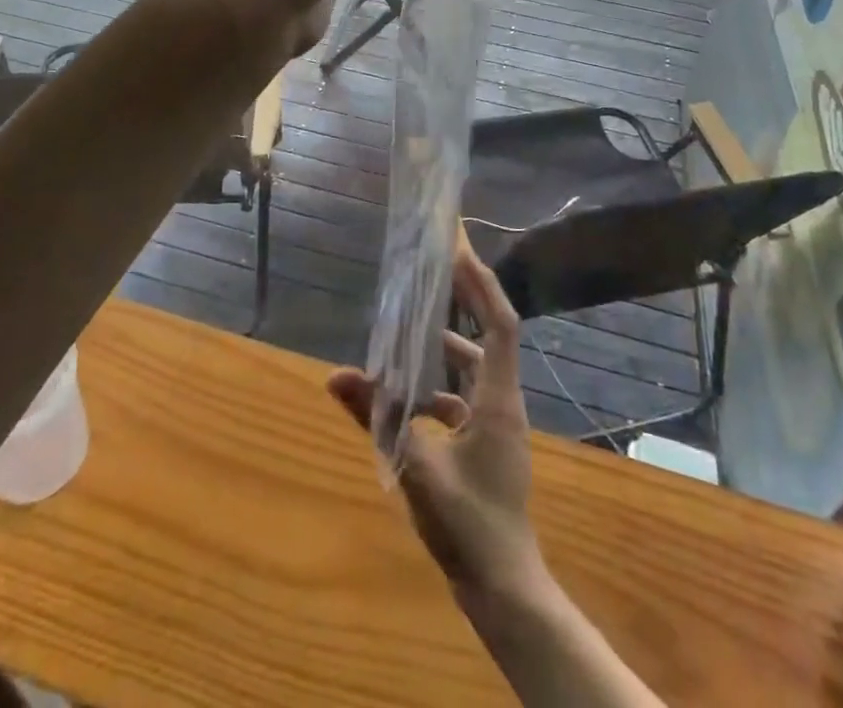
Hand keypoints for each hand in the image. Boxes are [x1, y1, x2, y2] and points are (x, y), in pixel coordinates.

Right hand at [327, 239, 546, 608]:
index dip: (482, 286)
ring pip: (476, 366)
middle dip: (467, 299)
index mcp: (497, 400)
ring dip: (449, 343)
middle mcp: (503, 402)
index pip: (500, 324)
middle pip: (491, 334)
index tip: (459, 253)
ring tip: (414, 324)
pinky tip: (408, 396)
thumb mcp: (417, 471)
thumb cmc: (471, 527)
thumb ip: (378, 421)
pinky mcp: (487, 442)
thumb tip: (337, 377)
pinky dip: (440, 384)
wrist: (505, 589)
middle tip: (438, 267)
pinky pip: (465, 396)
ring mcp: (497, 423)